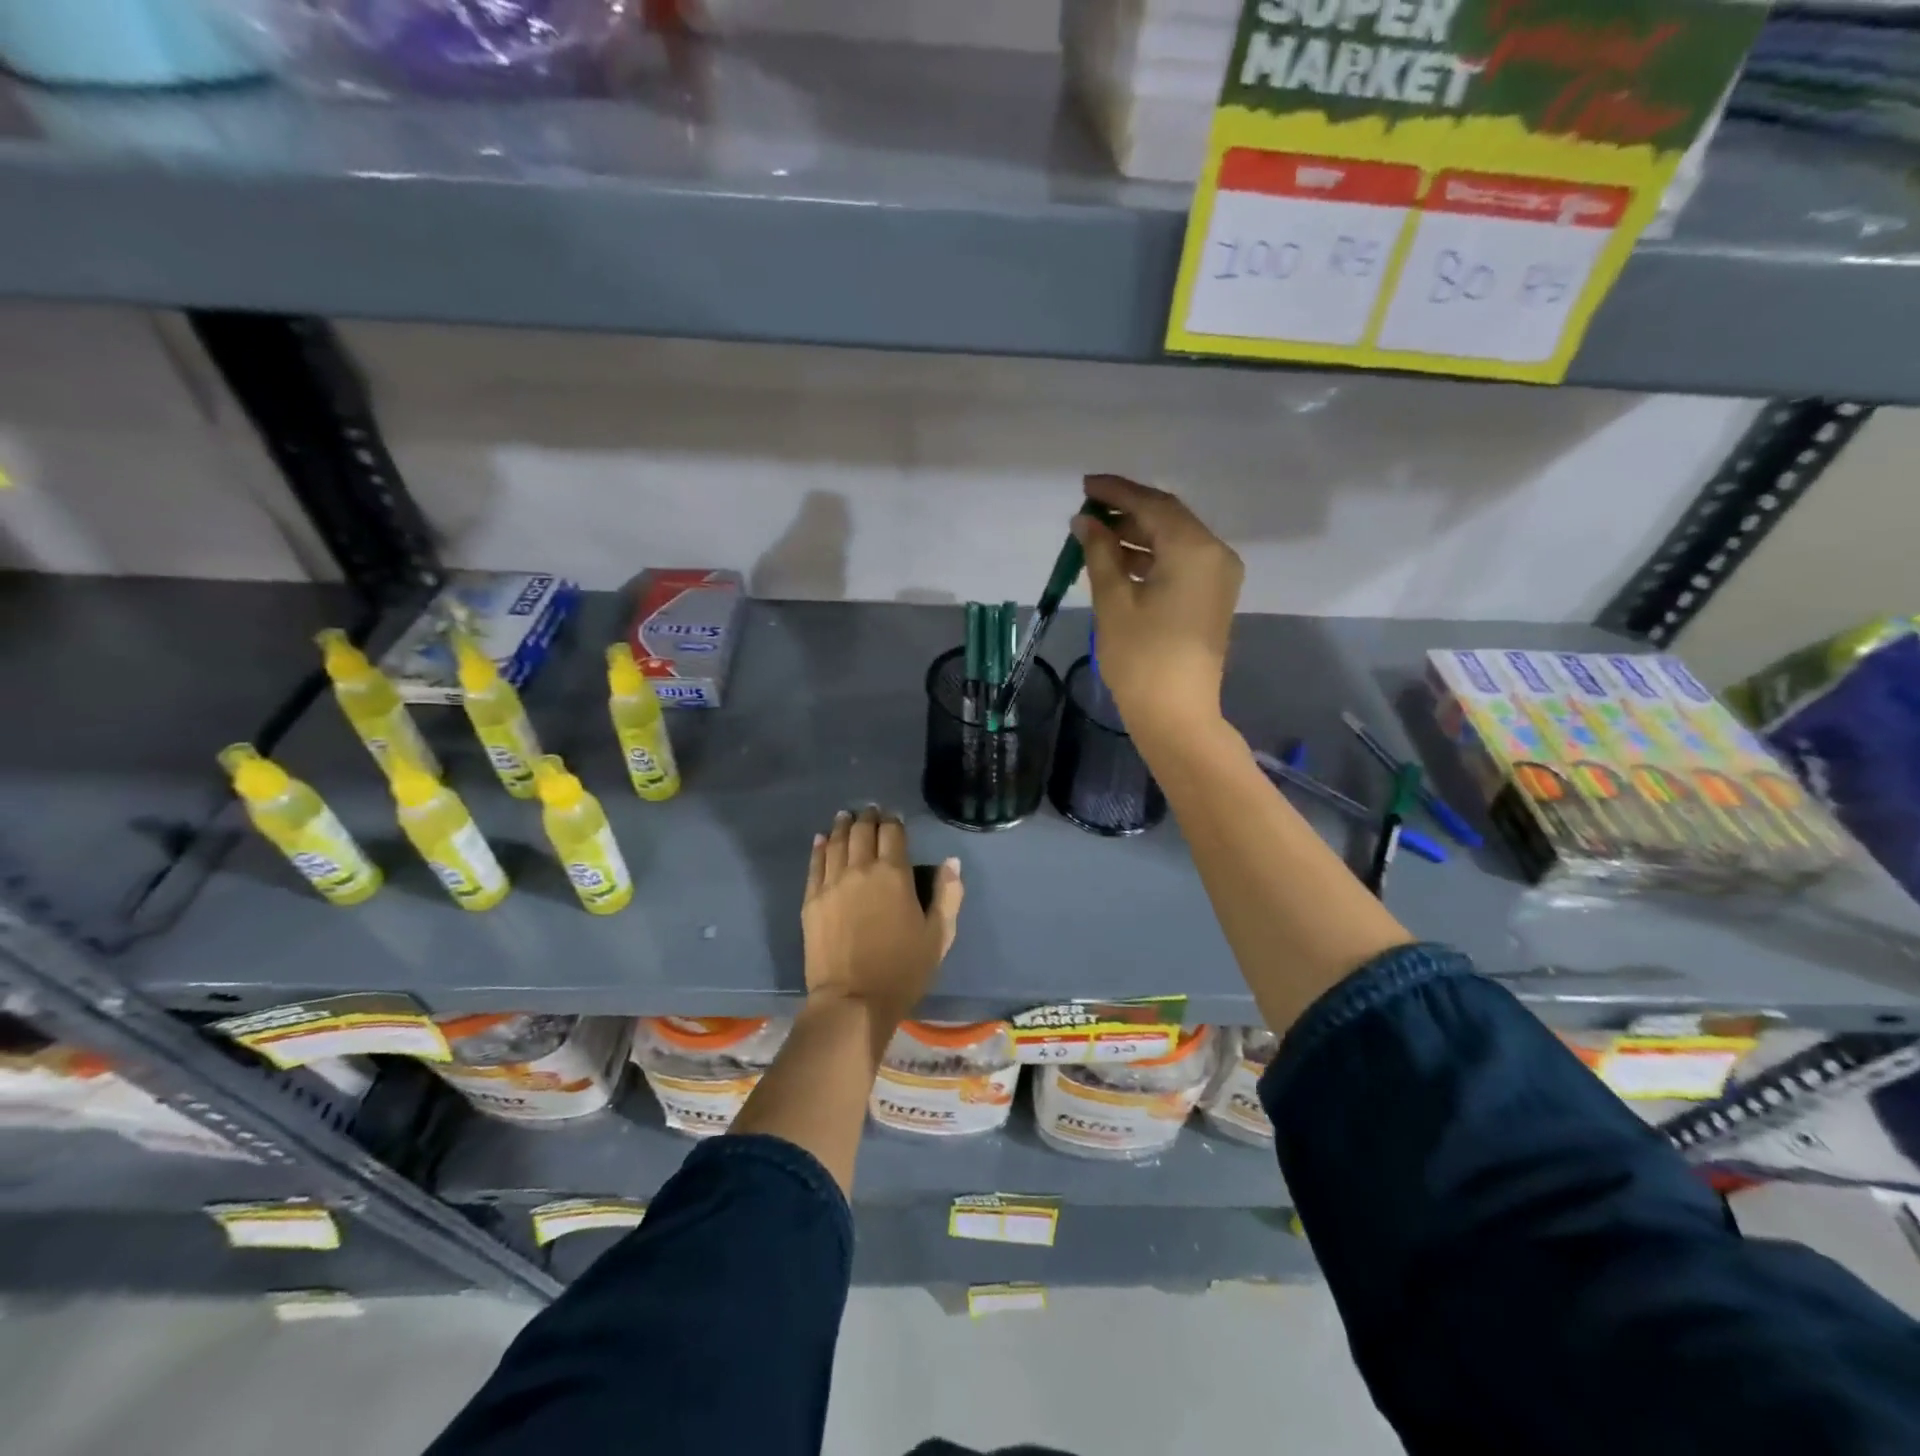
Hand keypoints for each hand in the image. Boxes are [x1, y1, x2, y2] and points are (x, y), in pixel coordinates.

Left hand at [802, 807, 963, 1018]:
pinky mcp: (812, 899)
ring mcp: (832, 883)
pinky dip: (820, 847)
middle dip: (868, 817)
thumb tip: (951, 862)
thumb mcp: (939, 935)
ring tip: (846, 816)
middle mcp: (861, 869)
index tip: (894, 818)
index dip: (894, 821)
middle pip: (862, 831)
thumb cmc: (903, 970)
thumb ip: (948, 894)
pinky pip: (815, 864)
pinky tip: (822, 839)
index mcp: (895, 874)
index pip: (893, 833)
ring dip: (843, 825)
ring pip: (837, 842)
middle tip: (870, 811)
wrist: (853, 1001)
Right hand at [1075, 473, 1242, 744]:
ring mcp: (1217, 577)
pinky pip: (1181, 563)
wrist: (1176, 714)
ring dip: (1137, 536)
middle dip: (1127, 512)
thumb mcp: (1113, 601)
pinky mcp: (1211, 598)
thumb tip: (1085, 521)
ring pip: (1174, 541)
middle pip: (1168, 519)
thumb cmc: (1141, 657)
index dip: (1118, 492)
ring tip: (1096, 537)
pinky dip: (1151, 557)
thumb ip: (1100, 553)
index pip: (1153, 505)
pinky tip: (1119, 561)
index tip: (1085, 485)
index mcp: (1194, 549)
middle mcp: (1215, 554)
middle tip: (1088, 510)